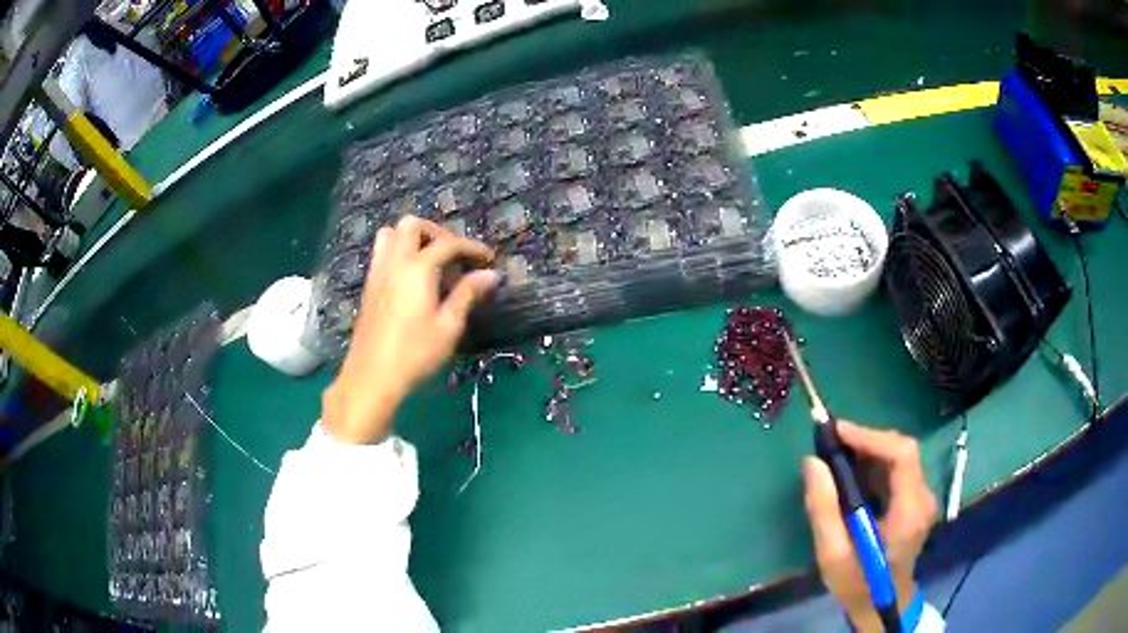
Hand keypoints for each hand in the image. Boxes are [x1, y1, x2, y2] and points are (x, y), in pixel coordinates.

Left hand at [323, 216, 497, 443]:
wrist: (371, 377)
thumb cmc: (414, 354)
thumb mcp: (448, 327)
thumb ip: (467, 295)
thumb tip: (489, 274)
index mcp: (418, 269)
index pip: (448, 243)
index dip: (471, 247)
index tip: (488, 259)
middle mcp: (395, 262)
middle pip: (412, 225)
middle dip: (436, 232)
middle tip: (453, 255)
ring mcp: (377, 272)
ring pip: (390, 234)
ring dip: (412, 237)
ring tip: (429, 260)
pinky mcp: (368, 286)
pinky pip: (382, 253)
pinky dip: (399, 251)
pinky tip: (411, 278)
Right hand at [802, 421, 938, 632]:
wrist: (881, 605)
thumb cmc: (857, 583)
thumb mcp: (832, 554)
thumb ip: (823, 509)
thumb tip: (812, 462)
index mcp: (909, 512)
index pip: (902, 456)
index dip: (872, 437)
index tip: (837, 432)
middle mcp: (923, 498)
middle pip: (903, 451)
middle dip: (867, 442)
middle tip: (832, 444)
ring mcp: (923, 499)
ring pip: (900, 457)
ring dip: (869, 451)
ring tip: (837, 456)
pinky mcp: (916, 501)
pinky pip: (898, 470)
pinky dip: (875, 464)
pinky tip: (853, 474)